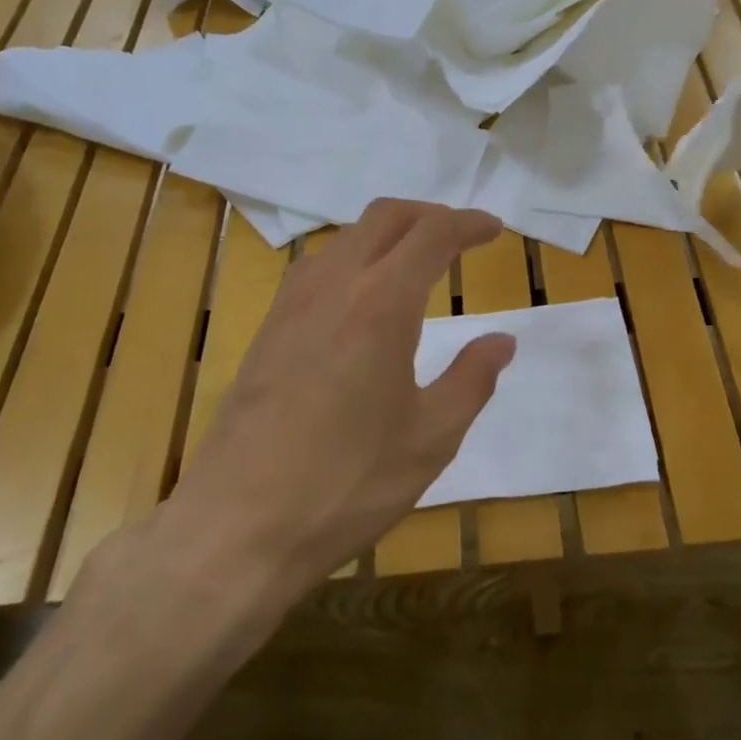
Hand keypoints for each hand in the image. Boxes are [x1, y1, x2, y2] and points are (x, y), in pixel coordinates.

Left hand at [155, 200, 514, 591]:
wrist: (238, 525)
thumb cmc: (348, 484)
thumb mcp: (431, 438)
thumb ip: (472, 379)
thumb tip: (502, 341)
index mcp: (382, 305)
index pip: (432, 235)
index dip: (468, 224)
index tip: (493, 229)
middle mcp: (334, 286)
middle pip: (385, 217)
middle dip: (428, 214)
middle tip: (459, 236)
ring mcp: (292, 304)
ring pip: (346, 236)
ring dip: (388, 233)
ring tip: (415, 262)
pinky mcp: (267, 328)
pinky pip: (316, 266)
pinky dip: (352, 257)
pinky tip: (360, 296)